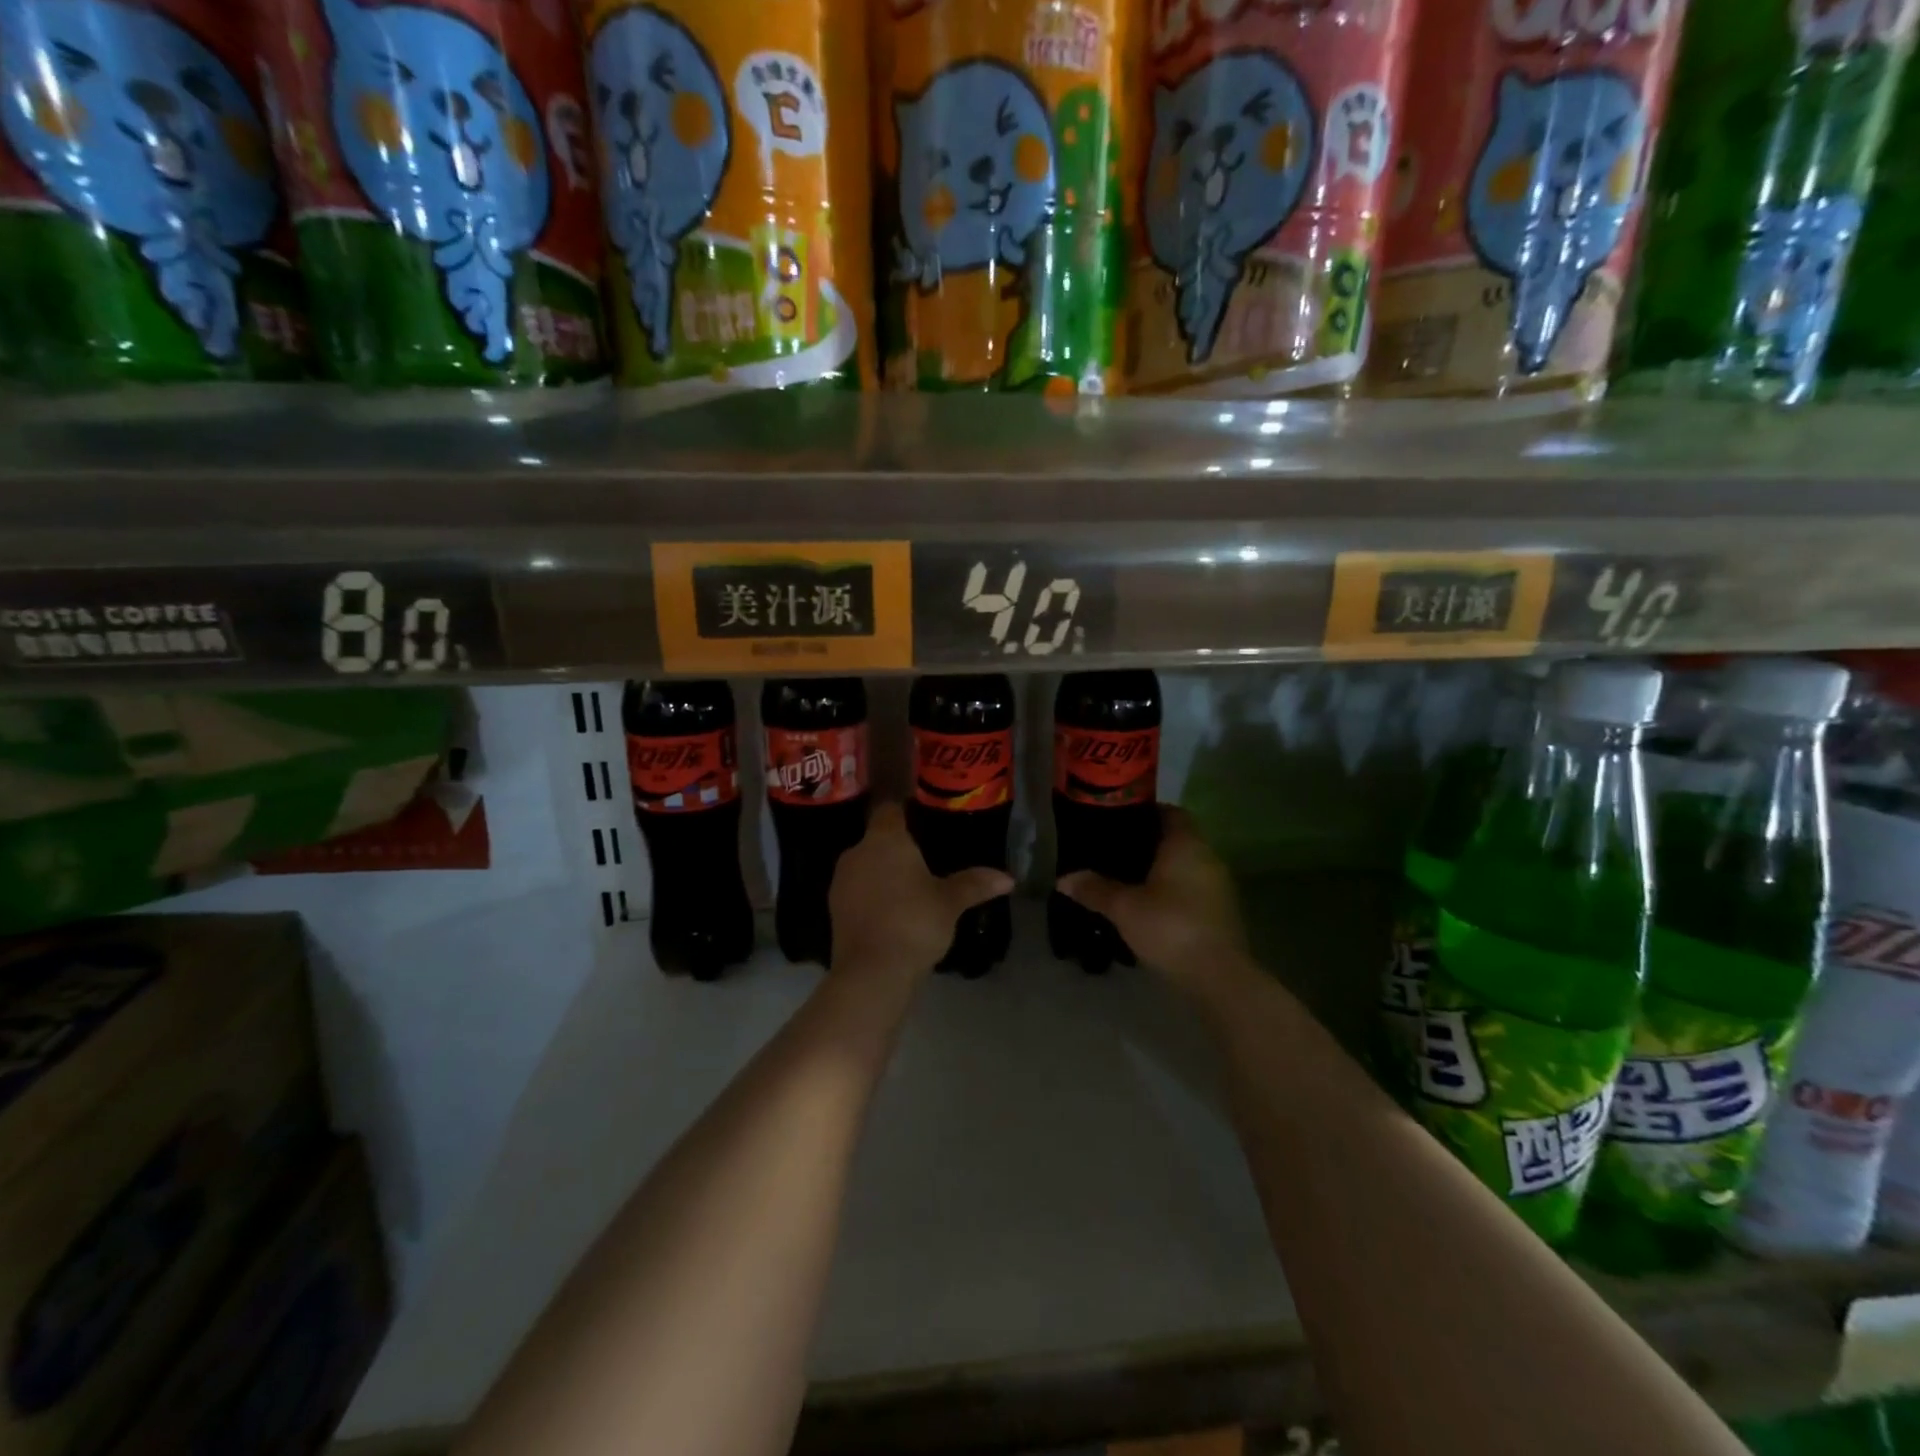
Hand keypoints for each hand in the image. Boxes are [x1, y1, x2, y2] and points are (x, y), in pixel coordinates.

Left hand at [830, 803, 1013, 978]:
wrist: (871, 972)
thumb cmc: (914, 922)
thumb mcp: (950, 902)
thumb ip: (975, 883)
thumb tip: (1008, 878)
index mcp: (885, 839)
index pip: (890, 809)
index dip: (905, 811)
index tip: (923, 820)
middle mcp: (857, 852)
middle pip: (877, 838)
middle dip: (897, 847)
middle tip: (925, 858)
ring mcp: (841, 881)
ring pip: (866, 865)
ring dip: (883, 872)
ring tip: (911, 887)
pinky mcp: (834, 909)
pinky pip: (858, 890)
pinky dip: (873, 895)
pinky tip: (893, 911)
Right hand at [1056, 806, 1244, 986]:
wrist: (1218, 976)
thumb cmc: (1170, 926)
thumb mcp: (1123, 907)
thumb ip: (1094, 889)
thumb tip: (1063, 879)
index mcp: (1186, 844)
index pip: (1170, 812)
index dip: (1146, 812)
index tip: (1120, 822)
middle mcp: (1207, 857)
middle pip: (1177, 839)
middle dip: (1148, 845)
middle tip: (1114, 853)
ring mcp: (1218, 886)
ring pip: (1185, 867)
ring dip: (1161, 871)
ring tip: (1126, 881)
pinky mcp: (1221, 913)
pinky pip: (1192, 890)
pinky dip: (1172, 892)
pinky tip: (1148, 908)